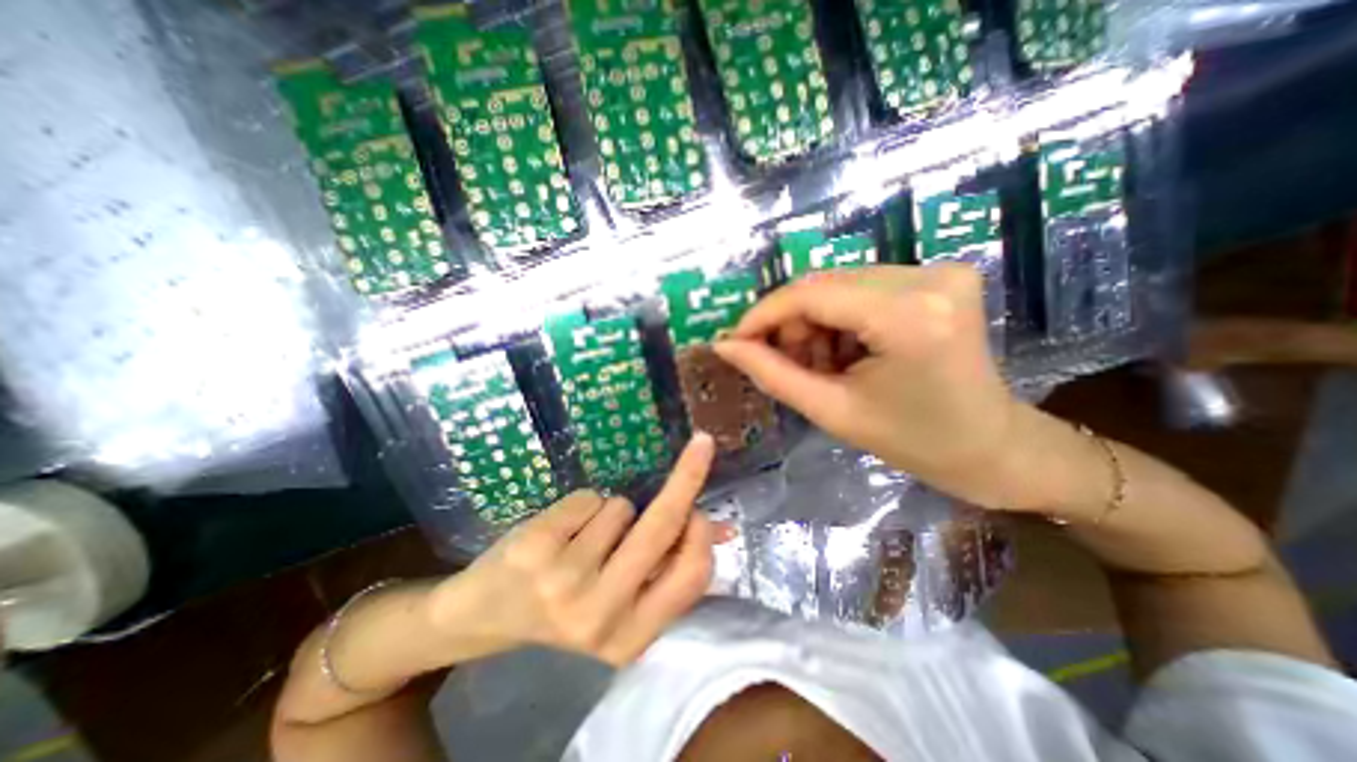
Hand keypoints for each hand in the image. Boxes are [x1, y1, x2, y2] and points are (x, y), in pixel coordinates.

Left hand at [421, 435, 720, 665]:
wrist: (485, 615)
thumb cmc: (565, 604)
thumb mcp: (621, 598)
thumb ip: (669, 565)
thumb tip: (724, 529)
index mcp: (630, 637)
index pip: (690, 577)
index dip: (703, 535)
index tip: (704, 504)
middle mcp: (600, 615)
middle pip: (661, 528)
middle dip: (687, 477)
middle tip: (702, 445)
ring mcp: (564, 581)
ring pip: (620, 507)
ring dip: (610, 513)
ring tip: (581, 539)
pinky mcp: (536, 548)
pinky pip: (588, 498)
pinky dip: (583, 506)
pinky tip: (559, 532)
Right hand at [714, 264, 1023, 507]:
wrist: (991, 447)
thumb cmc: (913, 442)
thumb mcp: (832, 411)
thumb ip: (772, 373)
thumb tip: (724, 346)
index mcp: (908, 316)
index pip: (811, 295)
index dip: (763, 314)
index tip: (736, 339)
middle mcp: (928, 277)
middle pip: (824, 285)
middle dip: (791, 323)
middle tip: (781, 362)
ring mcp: (939, 270)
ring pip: (839, 285)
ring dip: (814, 322)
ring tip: (818, 364)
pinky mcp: (940, 275)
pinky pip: (862, 288)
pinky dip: (840, 318)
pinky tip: (843, 351)